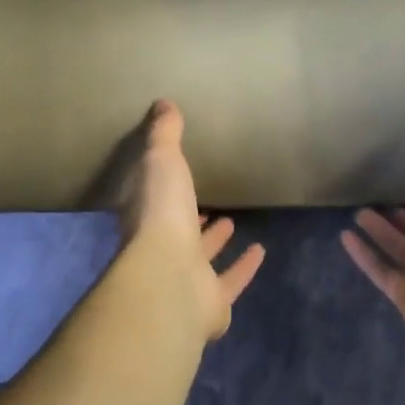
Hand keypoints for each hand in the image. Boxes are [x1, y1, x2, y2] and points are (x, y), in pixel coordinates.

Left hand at [117, 100, 264, 340]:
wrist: (171, 278)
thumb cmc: (162, 213)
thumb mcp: (161, 160)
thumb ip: (164, 134)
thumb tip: (163, 103)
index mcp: (144, 217)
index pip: (149, 200)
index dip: (160, 188)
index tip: (176, 175)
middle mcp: (159, 249)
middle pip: (174, 231)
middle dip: (188, 216)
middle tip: (206, 203)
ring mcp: (185, 278)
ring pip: (200, 258)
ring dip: (213, 241)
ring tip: (231, 222)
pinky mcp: (211, 301)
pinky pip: (230, 280)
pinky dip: (244, 267)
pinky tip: (260, 251)